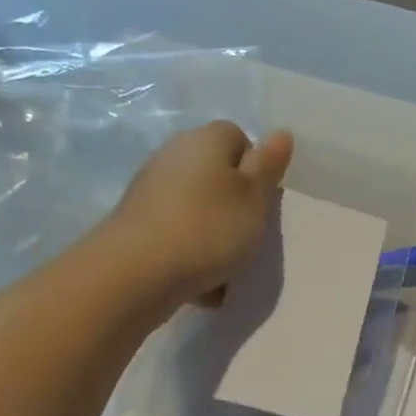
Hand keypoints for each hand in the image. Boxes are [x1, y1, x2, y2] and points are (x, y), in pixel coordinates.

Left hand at [106, 122, 293, 309]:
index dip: (256, 169)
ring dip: (214, 232)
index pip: (239, 138)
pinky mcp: (138, 223)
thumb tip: (280, 133)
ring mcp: (151, 189)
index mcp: (206, 140)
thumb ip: (269, 166)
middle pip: (217, 175)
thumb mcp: (255, 198)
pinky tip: (202, 282)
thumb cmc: (208, 228)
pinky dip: (191, 253)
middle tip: (250, 233)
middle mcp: (174, 155)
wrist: (136, 273)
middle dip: (235, 204)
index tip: (263, 201)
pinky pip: (178, 234)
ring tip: (226, 265)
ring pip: (198, 208)